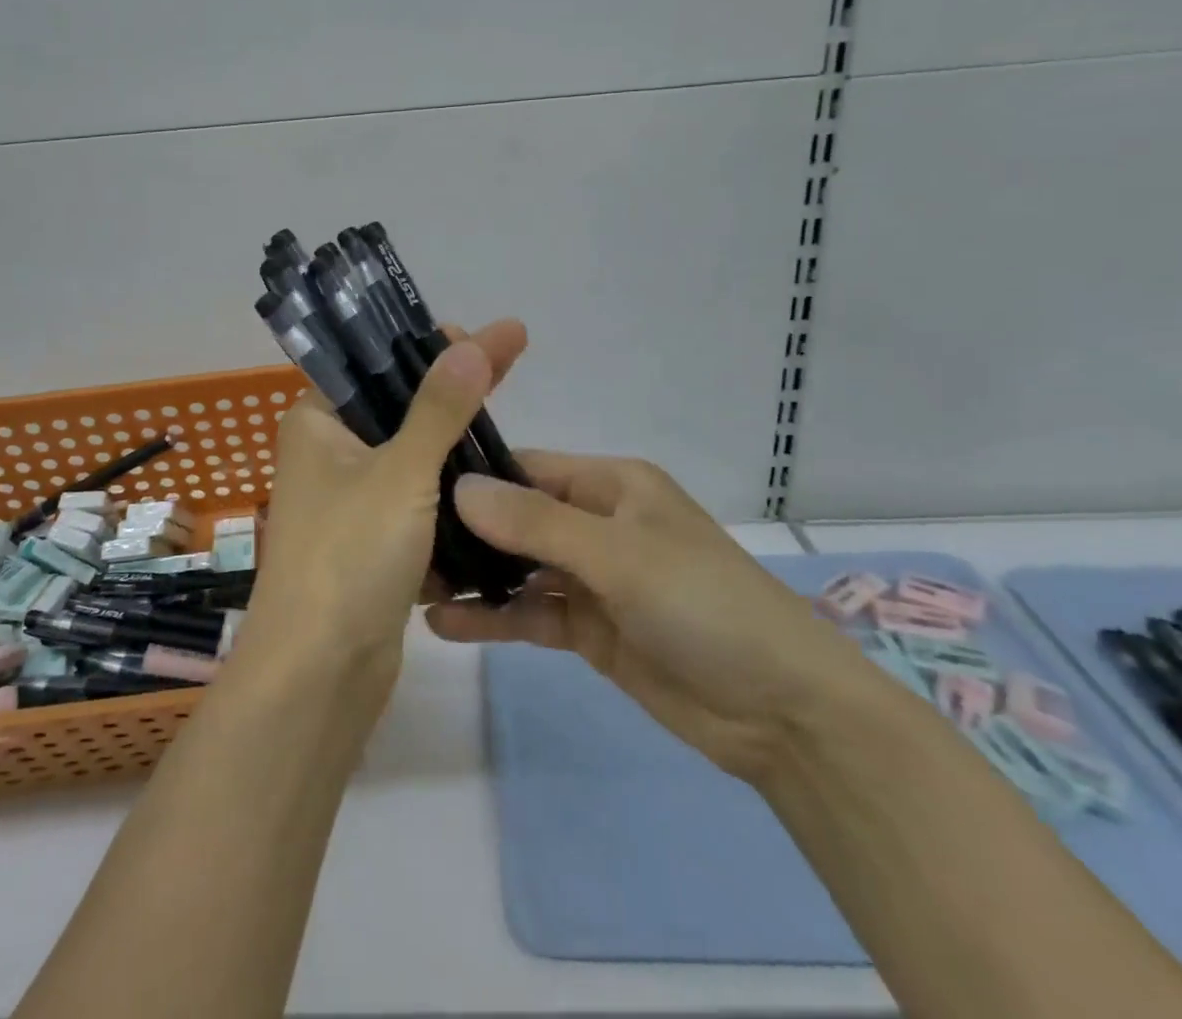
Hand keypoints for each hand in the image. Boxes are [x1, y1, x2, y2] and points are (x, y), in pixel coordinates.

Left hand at [238, 319, 530, 699]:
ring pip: (412, 459)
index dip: (421, 346)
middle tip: (508, 359)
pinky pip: (417, 504)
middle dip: (451, 391)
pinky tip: (493, 475)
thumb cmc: (350, 556)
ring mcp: (350, 503)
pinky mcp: (373, 544)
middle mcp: (328, 457)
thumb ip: (439, 408)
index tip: (473, 334)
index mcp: (317, 425)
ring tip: (506, 417)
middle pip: (398, 409)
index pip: (372, 365)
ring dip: (454, 445)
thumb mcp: (401, 472)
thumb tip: (472, 342)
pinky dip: (449, 493)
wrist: (320, 675)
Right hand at [428, 454, 868, 784]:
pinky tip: (445, 625)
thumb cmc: (704, 605)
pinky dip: (494, 618)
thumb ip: (535, 523)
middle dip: (465, 531)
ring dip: (475, 577)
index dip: (474, 476)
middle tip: (399, 545)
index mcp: (611, 484)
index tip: (411, 488)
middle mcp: (597, 522)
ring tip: (412, 586)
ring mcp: (593, 578)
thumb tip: (459, 487)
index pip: (527, 467)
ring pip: (520, 568)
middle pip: (517, 518)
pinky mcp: (591, 628)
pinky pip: (532, 613)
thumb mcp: (618, 555)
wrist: (782, 712)